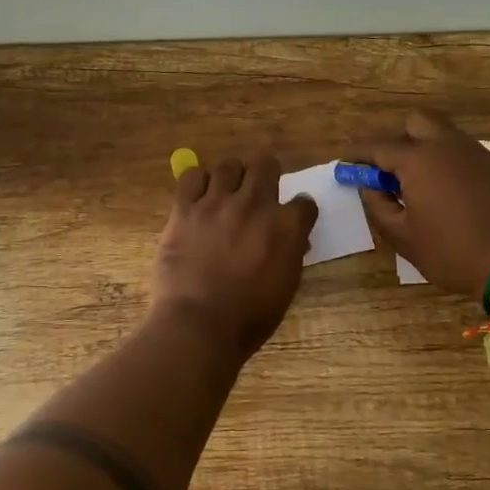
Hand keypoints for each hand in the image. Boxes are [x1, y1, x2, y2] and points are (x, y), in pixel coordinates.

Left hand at [151, 153, 316, 358]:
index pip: (304, 202)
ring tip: (227, 192)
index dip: (300, 209)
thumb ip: (290, 254)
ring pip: (229, 165)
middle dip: (266, 175)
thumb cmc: (249, 317)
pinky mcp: (185, 208)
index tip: (293, 216)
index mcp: (286, 227)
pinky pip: (192, 176)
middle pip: (266, 165)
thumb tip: (293, 240)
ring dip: (232, 176)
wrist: (199, 324)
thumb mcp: (285, 287)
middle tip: (258, 191)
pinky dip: (198, 182)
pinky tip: (199, 196)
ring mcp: (217, 203)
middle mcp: (255, 204)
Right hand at [352, 110, 489, 295]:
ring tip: (419, 183)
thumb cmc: (452, 253)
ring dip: (426, 149)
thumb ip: (379, 207)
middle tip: (388, 169)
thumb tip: (369, 187)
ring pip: (444, 135)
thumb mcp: (404, 237)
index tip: (345, 160)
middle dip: (397, 138)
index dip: (358, 153)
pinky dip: (450, 163)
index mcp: (418, 161)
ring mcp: (478, 154)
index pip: (378, 147)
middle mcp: (448, 146)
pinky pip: (466, 154)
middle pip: (416, 122)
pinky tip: (451, 193)